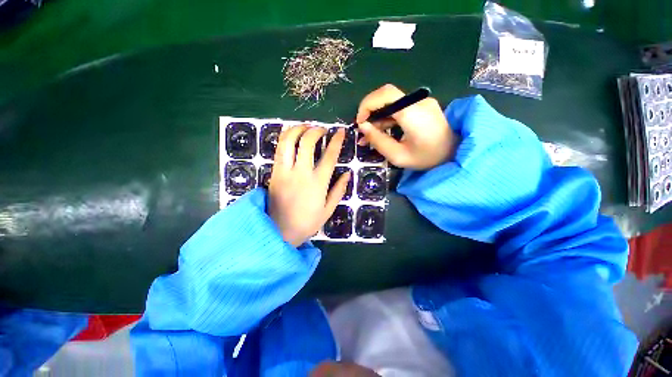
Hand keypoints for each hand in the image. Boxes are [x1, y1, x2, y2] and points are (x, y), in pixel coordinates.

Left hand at [268, 125, 350, 245]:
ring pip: (288, 141)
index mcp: (318, 183)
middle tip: (321, 130)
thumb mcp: (328, 210)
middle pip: (307, 142)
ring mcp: (285, 171)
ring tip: (306, 128)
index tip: (340, 132)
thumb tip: (348, 173)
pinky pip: (279, 149)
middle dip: (316, 130)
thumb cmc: (307, 223)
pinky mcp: (274, 172)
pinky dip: (286, 137)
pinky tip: (292, 135)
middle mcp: (301, 173)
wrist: (279, 232)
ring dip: (298, 129)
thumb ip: (339, 190)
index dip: (336, 141)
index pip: (329, 156)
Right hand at [356, 84, 458, 169]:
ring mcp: (421, 103)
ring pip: (391, 103)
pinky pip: (399, 109)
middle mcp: (418, 102)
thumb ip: (378, 140)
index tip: (360, 122)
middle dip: (370, 111)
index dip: (367, 104)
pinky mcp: (422, 107)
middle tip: (363, 130)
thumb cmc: (427, 158)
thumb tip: (363, 126)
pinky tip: (380, 132)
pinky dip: (387, 119)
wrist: (455, 154)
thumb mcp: (398, 156)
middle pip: (386, 96)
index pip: (385, 94)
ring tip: (368, 136)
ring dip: (377, 117)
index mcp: (413, 113)